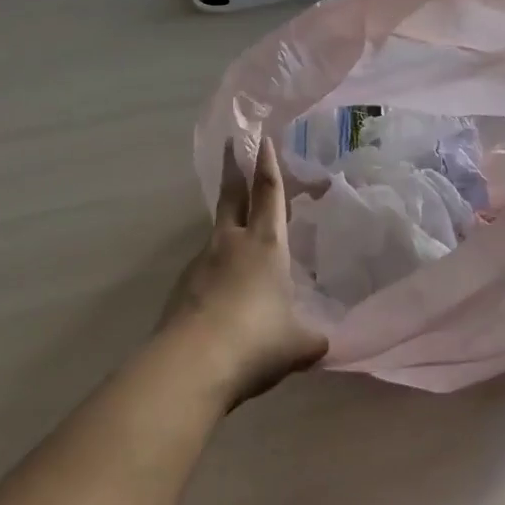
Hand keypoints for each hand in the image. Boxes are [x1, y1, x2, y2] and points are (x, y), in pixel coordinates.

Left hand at [157, 137, 328, 408]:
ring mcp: (201, 264)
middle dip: (234, 169)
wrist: (191, 365)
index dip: (268, 165)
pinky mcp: (181, 289)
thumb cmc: (256, 341)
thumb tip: (323, 342)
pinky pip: (203, 268)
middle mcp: (231, 244)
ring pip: (217, 233)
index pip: (268, 193)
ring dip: (226, 224)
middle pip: (232, 196)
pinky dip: (214, 269)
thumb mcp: (297, 344)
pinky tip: (222, 294)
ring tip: (237, 236)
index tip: (262, 139)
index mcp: (265, 245)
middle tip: (232, 144)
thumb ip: (311, 337)